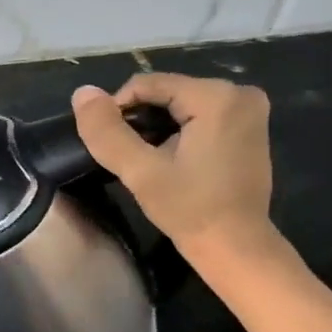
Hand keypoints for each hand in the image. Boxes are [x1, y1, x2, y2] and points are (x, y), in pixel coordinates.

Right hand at [72, 74, 278, 266]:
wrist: (235, 247)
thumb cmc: (190, 210)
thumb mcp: (140, 171)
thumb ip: (107, 131)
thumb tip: (82, 92)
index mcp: (216, 96)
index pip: (147, 84)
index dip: (118, 109)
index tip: (109, 144)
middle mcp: (239, 92)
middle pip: (165, 91)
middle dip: (140, 119)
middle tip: (128, 156)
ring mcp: (248, 109)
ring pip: (179, 103)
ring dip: (155, 125)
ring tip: (145, 159)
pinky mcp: (249, 126)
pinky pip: (198, 114)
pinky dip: (177, 130)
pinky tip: (169, 158)